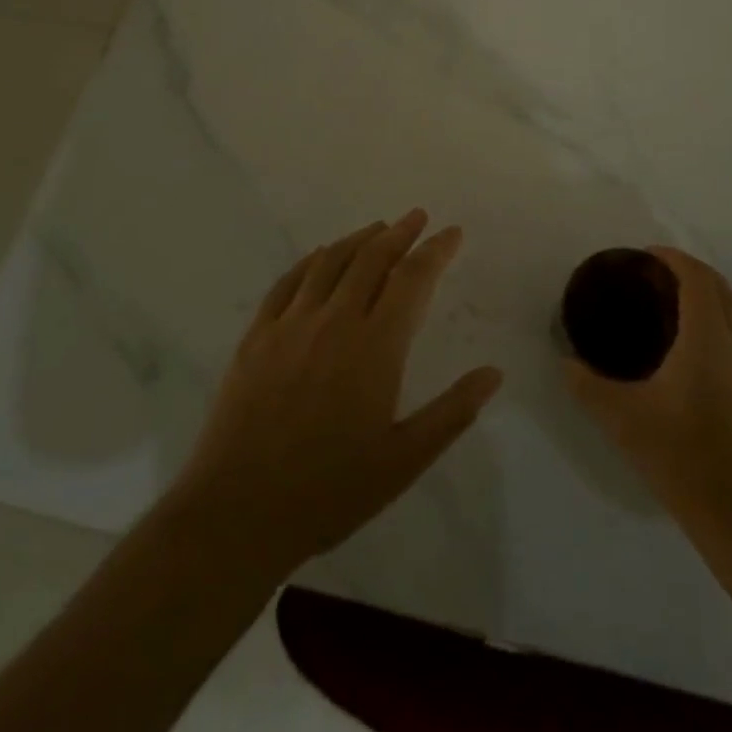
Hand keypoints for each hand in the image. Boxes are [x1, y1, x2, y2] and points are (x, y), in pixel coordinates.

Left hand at [169, 210, 502, 575]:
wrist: (237, 513)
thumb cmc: (330, 491)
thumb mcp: (404, 460)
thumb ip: (452, 412)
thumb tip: (493, 372)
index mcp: (375, 346)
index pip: (412, 279)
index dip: (436, 250)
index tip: (452, 233)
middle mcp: (334, 321)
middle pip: (372, 258)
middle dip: (400, 233)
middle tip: (418, 218)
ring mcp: (290, 325)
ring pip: (330, 261)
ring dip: (359, 239)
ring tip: (378, 228)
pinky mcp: (257, 337)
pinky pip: (288, 281)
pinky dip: (312, 260)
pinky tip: (321, 256)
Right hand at [566, 247, 731, 532]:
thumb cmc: (681, 455)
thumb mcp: (622, 418)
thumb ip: (588, 386)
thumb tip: (566, 364)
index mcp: (707, 338)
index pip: (698, 278)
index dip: (675, 258)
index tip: (648, 254)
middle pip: (723, 288)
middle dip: (694, 271)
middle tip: (658, 276)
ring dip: (713, 294)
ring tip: (679, 304)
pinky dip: (723, 321)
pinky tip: (698, 349)